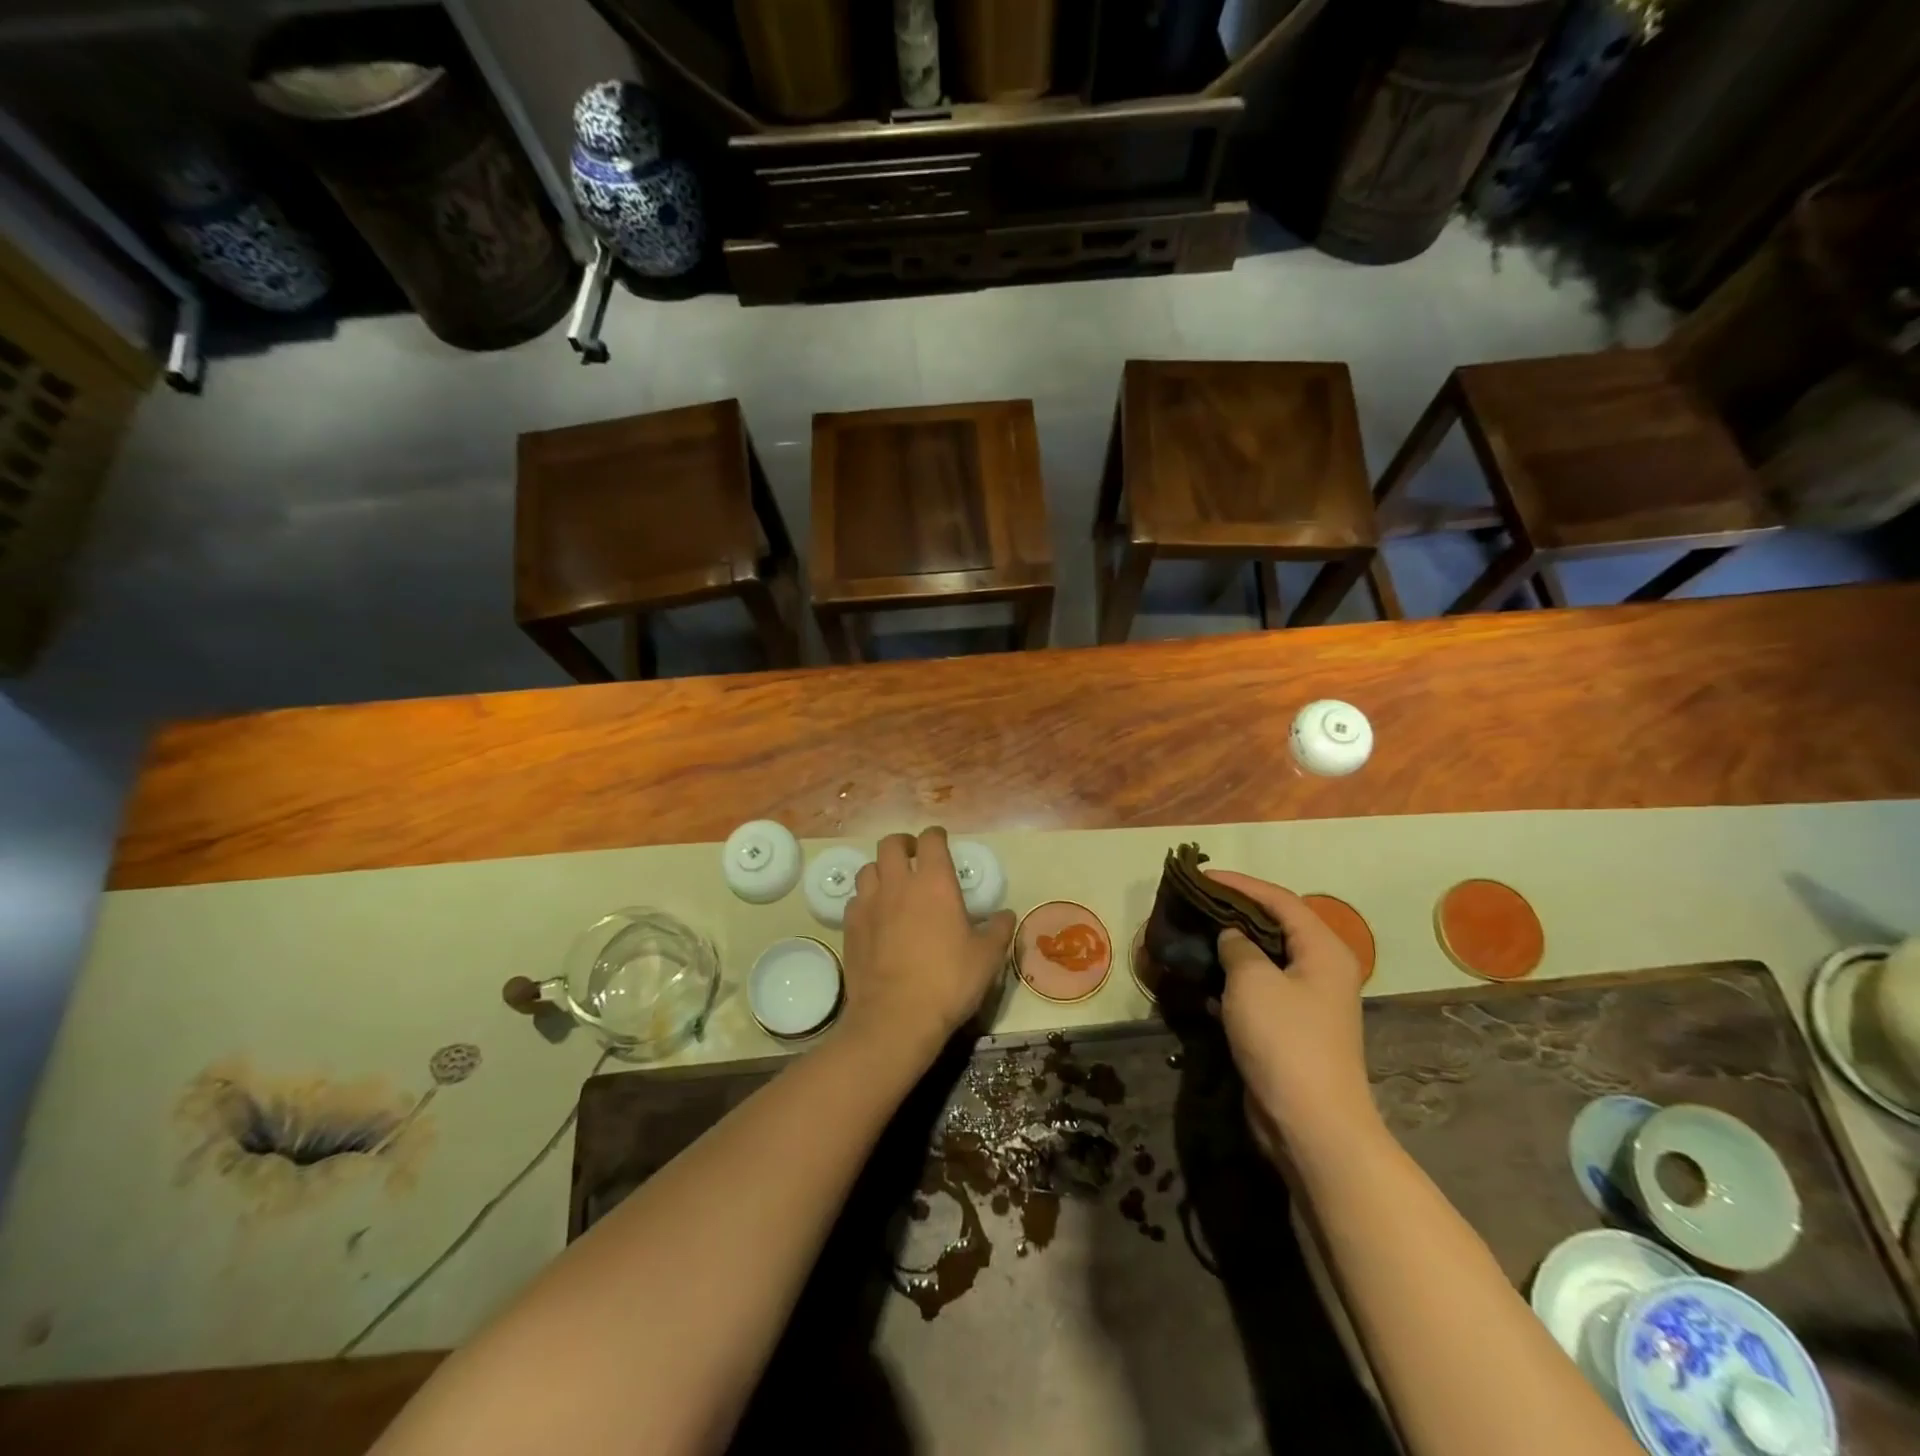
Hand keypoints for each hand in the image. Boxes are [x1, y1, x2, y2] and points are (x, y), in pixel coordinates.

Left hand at [840, 827, 1015, 1057]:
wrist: (895, 1017)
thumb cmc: (948, 982)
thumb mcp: (987, 958)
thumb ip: (998, 930)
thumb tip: (1006, 915)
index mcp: (934, 882)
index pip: (931, 840)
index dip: (936, 837)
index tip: (942, 843)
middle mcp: (898, 884)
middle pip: (891, 844)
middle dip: (903, 844)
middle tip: (914, 858)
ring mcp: (869, 904)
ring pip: (868, 869)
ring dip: (881, 870)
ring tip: (892, 886)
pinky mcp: (850, 927)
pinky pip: (855, 900)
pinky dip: (865, 900)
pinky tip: (875, 916)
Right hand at [1207, 871, 1377, 1158]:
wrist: (1310, 1123)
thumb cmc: (1285, 1040)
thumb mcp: (1253, 981)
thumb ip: (1237, 946)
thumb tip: (1231, 935)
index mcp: (1322, 949)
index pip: (1279, 900)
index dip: (1240, 884)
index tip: (1202, 877)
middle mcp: (1319, 969)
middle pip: (1274, 927)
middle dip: (1233, 913)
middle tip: (1195, 904)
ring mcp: (1306, 1002)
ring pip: (1263, 960)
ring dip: (1229, 948)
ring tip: (1192, 936)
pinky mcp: (1289, 1029)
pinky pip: (1257, 991)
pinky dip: (1230, 981)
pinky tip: (1201, 982)